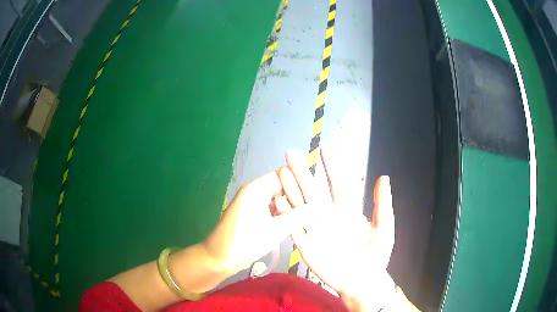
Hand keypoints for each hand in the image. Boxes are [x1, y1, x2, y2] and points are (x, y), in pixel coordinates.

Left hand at [203, 171, 314, 274]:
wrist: (219, 258)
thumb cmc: (245, 242)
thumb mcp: (275, 230)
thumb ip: (299, 216)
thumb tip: (320, 205)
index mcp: (257, 188)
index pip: (285, 175)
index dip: (301, 184)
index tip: (318, 196)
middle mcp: (254, 191)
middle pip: (282, 187)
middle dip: (298, 197)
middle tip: (317, 209)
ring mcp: (253, 203)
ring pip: (278, 199)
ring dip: (291, 207)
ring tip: (311, 216)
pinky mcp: (253, 214)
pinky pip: (272, 209)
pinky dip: (283, 214)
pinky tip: (296, 223)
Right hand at [276, 150, 394, 297]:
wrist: (363, 281)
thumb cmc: (376, 255)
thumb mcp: (384, 228)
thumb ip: (382, 203)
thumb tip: (384, 176)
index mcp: (347, 211)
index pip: (337, 184)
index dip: (331, 167)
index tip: (324, 149)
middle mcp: (329, 217)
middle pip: (313, 191)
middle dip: (303, 173)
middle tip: (291, 154)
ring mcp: (316, 230)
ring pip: (301, 206)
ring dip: (291, 189)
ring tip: (281, 171)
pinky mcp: (306, 245)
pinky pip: (294, 228)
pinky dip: (286, 214)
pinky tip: (278, 200)